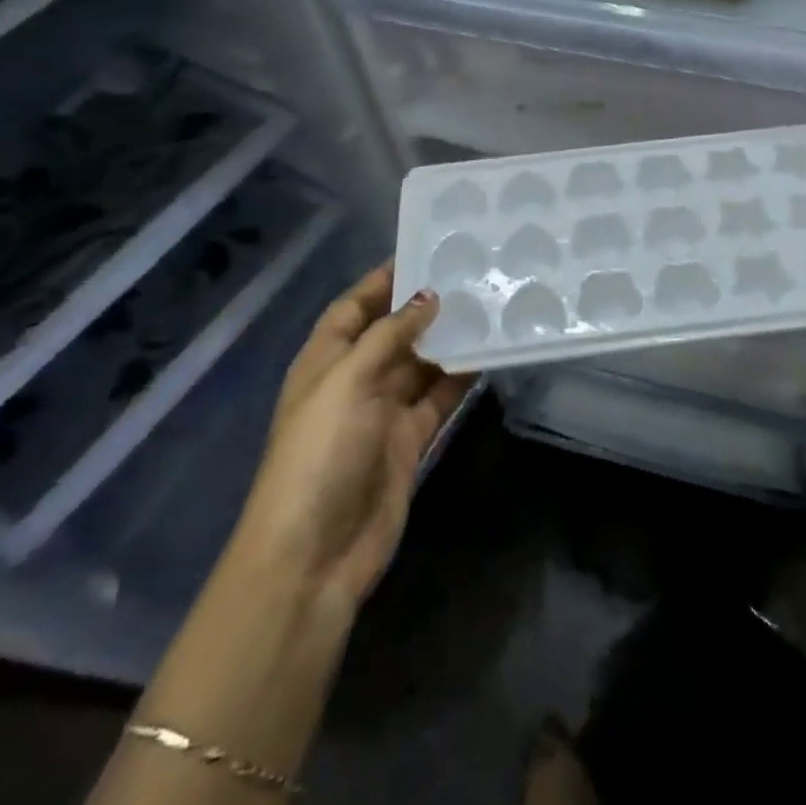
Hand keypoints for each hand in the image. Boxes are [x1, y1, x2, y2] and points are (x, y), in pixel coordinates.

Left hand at [232, 263, 474, 606]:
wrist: (315, 554)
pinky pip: (439, 398)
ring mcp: (383, 412)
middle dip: (426, 307)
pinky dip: (461, 377)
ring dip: (449, 339)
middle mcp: (354, 380)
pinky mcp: (409, 440)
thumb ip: (390, 335)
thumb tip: (429, 296)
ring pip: (422, 363)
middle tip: (473, 274)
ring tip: (490, 306)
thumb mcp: (348, 381)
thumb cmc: (320, 452)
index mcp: (326, 360)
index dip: (383, 280)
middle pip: (393, 333)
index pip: (354, 307)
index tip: (424, 250)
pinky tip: (489, 354)